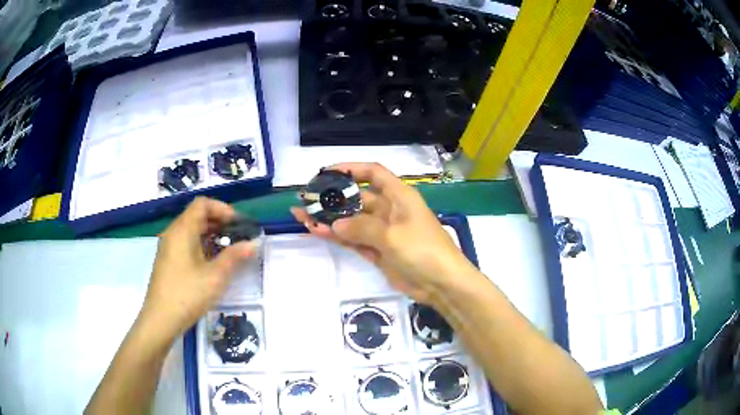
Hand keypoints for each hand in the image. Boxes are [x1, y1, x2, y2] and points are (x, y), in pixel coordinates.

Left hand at [141, 197, 254, 339]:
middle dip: (219, 221)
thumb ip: (234, 257)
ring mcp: (168, 247)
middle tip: (238, 236)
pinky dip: (201, 244)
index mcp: (182, 230)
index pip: (202, 204)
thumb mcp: (215, 276)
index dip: (222, 208)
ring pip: (191, 230)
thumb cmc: (187, 294)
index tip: (238, 224)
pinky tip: (212, 262)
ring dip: (211, 234)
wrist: (160, 319)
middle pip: (196, 215)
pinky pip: (185, 242)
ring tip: (228, 249)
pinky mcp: (167, 260)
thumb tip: (253, 243)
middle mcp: (173, 233)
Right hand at [292, 163, 474, 303]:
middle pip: (356, 198)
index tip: (326, 173)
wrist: (442, 283)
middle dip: (332, 198)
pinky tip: (317, 231)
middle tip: (306, 198)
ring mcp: (382, 232)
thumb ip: (361, 228)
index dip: (351, 169)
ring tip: (302, 215)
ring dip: (329, 218)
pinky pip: (354, 239)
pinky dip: (337, 236)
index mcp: (399, 196)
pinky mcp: (378, 251)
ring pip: (351, 220)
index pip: (373, 173)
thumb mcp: (392, 235)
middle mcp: (389, 209)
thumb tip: (335, 224)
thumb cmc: (423, 250)